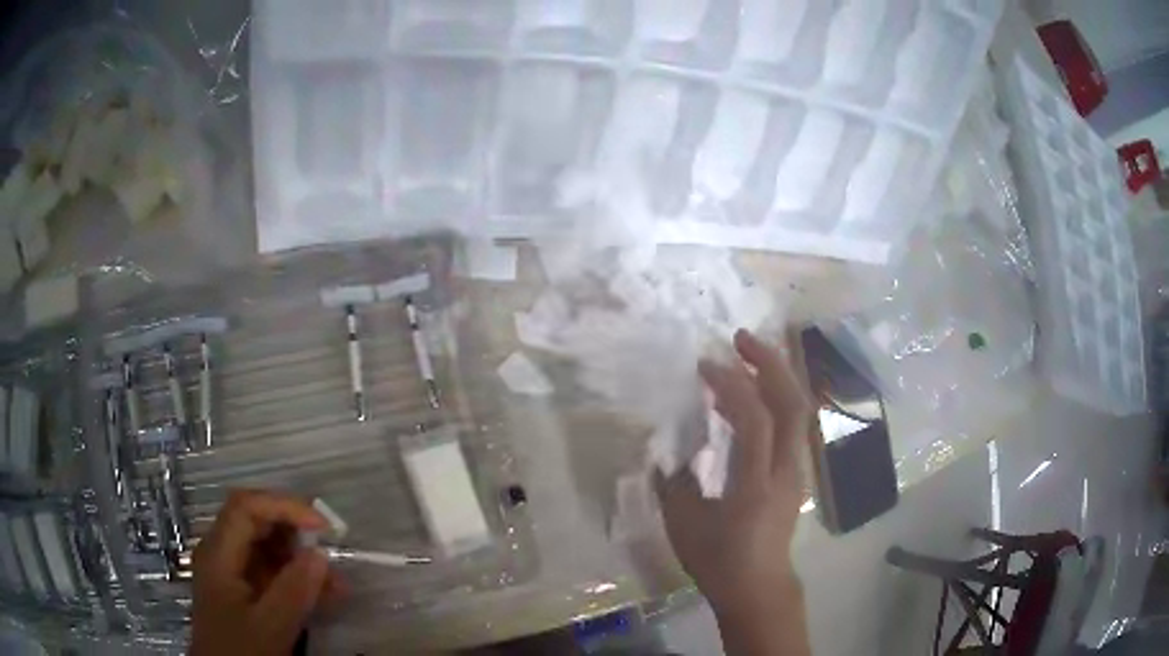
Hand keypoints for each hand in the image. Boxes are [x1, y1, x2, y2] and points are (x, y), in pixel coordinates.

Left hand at [191, 490, 340, 655]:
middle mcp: (221, 553)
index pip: (246, 507)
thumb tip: (320, 553)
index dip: (283, 506)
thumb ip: (293, 591)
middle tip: (332, 550)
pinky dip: (296, 578)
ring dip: (301, 559)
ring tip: (336, 583)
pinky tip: (323, 596)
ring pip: (266, 547)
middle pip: (255, 521)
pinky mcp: (243, 590)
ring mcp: (231, 571)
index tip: (322, 526)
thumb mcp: (269, 627)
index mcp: (218, 553)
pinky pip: (270, 571)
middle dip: (295, 532)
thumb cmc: (240, 650)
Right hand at [656, 329, 812, 653]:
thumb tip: (665, 451)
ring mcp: (796, 470)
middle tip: (741, 339)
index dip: (732, 385)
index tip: (705, 366)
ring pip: (797, 410)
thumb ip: (673, 482)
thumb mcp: (685, 525)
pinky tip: (747, 400)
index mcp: (757, 484)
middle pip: (792, 403)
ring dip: (774, 377)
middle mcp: (786, 470)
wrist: (759, 587)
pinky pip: (790, 424)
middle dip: (770, 363)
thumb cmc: (720, 561)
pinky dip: (773, 400)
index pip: (755, 420)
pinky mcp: (795, 473)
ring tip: (744, 359)